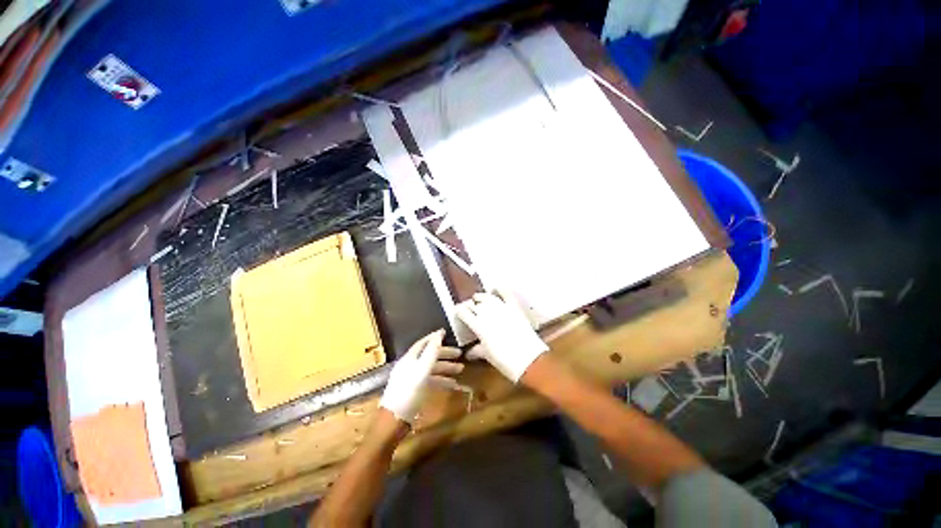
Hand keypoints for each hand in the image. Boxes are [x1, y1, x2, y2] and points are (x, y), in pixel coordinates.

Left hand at [379, 329, 463, 423]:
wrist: (395, 420)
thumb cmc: (409, 392)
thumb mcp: (422, 370)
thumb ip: (431, 352)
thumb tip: (439, 334)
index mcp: (410, 358)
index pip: (423, 343)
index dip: (434, 337)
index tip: (446, 333)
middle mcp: (411, 366)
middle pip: (429, 355)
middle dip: (445, 354)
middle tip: (460, 354)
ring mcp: (413, 378)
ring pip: (432, 368)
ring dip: (446, 368)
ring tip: (461, 369)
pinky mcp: (416, 390)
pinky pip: (431, 380)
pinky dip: (442, 380)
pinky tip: (452, 384)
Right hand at [456, 291, 547, 382]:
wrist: (528, 360)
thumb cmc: (504, 361)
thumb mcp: (487, 355)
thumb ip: (476, 350)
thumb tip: (468, 353)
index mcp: (478, 325)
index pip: (464, 312)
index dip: (459, 311)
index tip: (458, 311)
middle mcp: (488, 313)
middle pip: (474, 304)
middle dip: (470, 305)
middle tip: (469, 309)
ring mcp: (502, 308)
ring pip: (487, 297)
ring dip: (481, 297)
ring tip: (478, 298)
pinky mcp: (514, 307)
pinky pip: (506, 294)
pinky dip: (500, 290)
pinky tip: (495, 289)